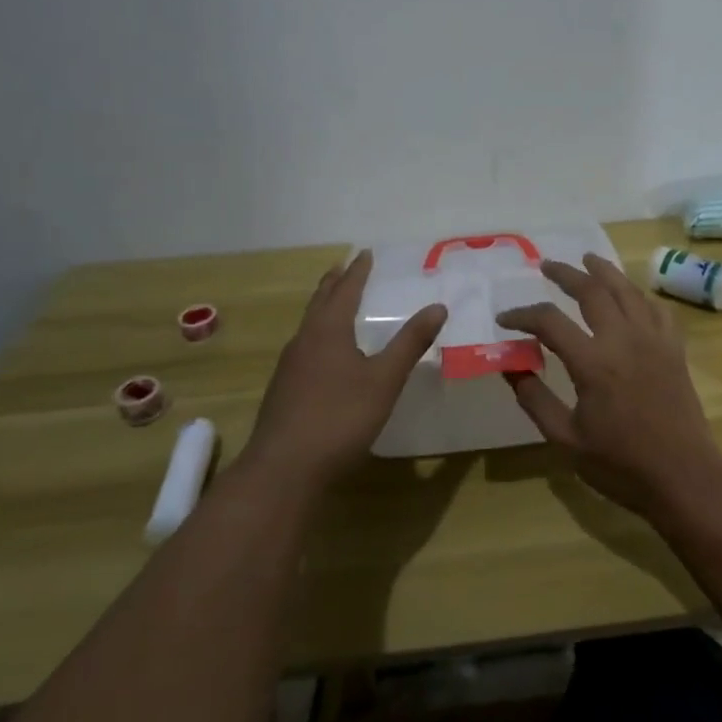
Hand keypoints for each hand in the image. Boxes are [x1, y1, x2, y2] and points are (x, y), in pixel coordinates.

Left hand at [240, 250, 446, 491]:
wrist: (284, 469)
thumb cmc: (340, 418)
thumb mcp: (384, 380)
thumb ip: (410, 343)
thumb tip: (437, 306)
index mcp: (327, 331)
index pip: (344, 290)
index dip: (357, 271)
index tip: (365, 253)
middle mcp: (304, 341)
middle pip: (320, 302)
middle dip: (334, 283)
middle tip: (345, 266)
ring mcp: (289, 367)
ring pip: (309, 325)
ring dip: (324, 308)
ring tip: (336, 303)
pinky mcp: (284, 390)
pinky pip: (305, 347)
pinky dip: (319, 334)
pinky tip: (325, 353)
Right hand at [496, 254, 721, 514]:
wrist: (683, 475)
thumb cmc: (620, 463)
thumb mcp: (565, 439)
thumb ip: (535, 399)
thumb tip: (510, 367)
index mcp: (592, 362)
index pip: (549, 321)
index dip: (522, 315)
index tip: (505, 319)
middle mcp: (623, 339)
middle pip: (592, 290)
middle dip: (565, 274)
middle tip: (546, 265)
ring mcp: (653, 340)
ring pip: (627, 290)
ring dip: (604, 271)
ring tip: (587, 259)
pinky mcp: (674, 348)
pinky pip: (656, 308)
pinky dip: (639, 295)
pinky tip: (631, 294)